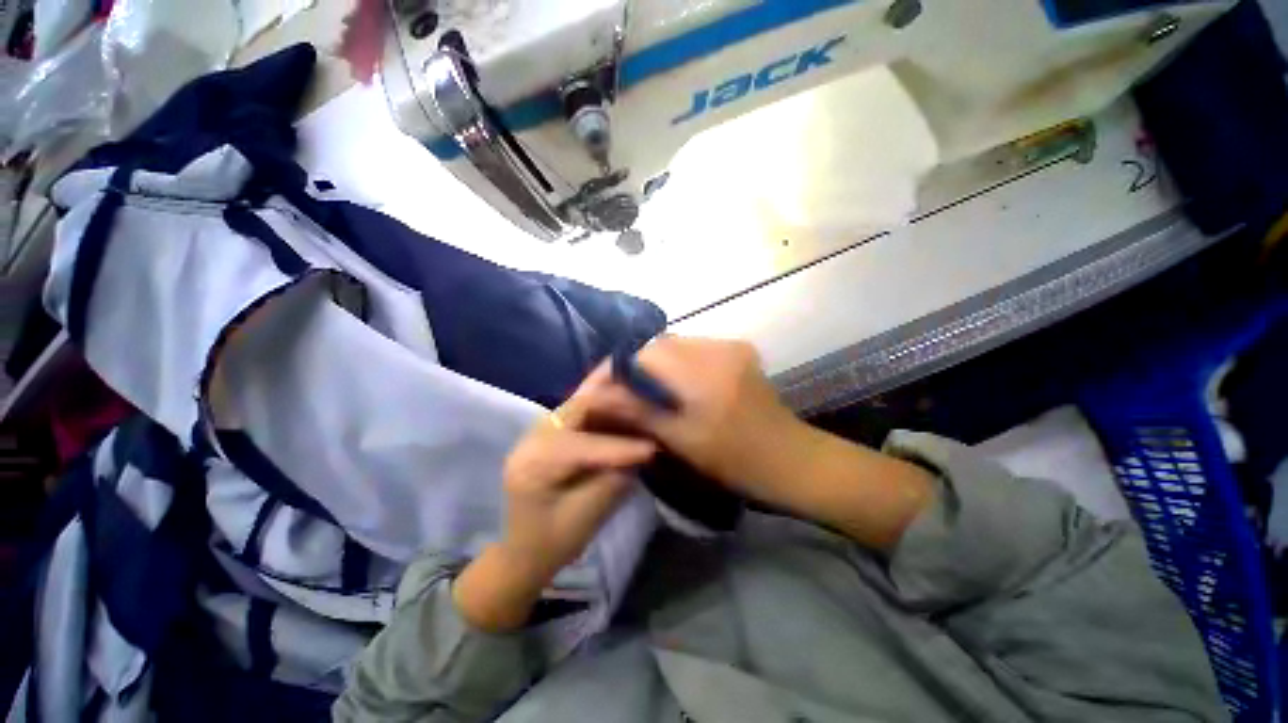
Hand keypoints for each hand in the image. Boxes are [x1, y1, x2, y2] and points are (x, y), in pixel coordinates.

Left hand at [454, 366, 655, 631]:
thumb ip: (614, 477)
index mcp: (532, 465)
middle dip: (614, 400)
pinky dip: (603, 396)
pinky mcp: (552, 429)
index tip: (651, 449)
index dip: (617, 447)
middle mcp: (532, 438)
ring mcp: (540, 430)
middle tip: (646, 395)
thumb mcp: (587, 516)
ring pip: (578, 400)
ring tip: (637, 375)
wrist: (525, 550)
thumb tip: (644, 448)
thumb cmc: (553, 541)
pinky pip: (580, 406)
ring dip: (609, 390)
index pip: (579, 447)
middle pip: (576, 408)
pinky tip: (621, 383)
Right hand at [625, 337, 811, 506]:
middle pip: (662, 344)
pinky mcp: (740, 352)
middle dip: (639, 365)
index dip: (620, 368)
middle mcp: (717, 348)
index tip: (607, 390)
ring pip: (679, 345)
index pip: (646, 353)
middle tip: (627, 393)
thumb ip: (638, 412)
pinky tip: (679, 385)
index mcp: (701, 371)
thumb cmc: (735, 459)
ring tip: (650, 390)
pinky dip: (680, 363)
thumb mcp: (681, 439)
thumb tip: (596, 397)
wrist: (793, 460)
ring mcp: (732, 346)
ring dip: (660, 364)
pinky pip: (698, 349)